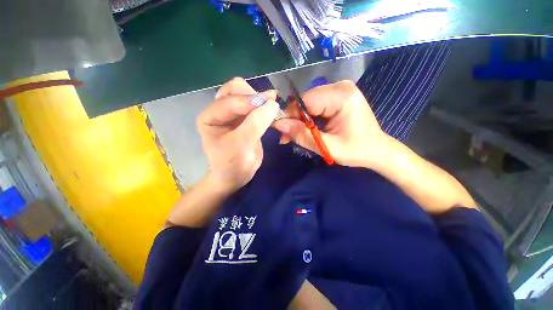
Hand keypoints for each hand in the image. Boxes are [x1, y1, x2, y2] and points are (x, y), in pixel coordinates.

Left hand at [197, 78, 278, 192]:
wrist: (235, 176)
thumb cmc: (232, 165)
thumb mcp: (241, 146)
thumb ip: (255, 124)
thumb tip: (273, 104)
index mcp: (210, 117)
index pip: (230, 99)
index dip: (250, 102)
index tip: (272, 106)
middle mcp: (219, 111)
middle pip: (237, 90)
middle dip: (255, 96)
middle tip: (272, 105)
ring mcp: (233, 113)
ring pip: (247, 95)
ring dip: (261, 99)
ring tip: (274, 107)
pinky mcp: (244, 118)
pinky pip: (255, 106)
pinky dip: (264, 107)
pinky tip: (272, 111)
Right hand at [273, 80, 390, 169]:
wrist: (377, 150)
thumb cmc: (356, 150)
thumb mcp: (328, 147)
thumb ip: (302, 135)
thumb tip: (278, 124)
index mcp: (342, 97)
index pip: (306, 101)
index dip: (291, 116)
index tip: (283, 132)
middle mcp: (341, 87)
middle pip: (306, 101)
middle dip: (295, 120)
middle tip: (287, 137)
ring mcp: (340, 90)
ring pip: (308, 104)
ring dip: (300, 120)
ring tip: (295, 136)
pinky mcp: (337, 96)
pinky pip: (315, 105)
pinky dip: (308, 119)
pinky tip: (306, 130)